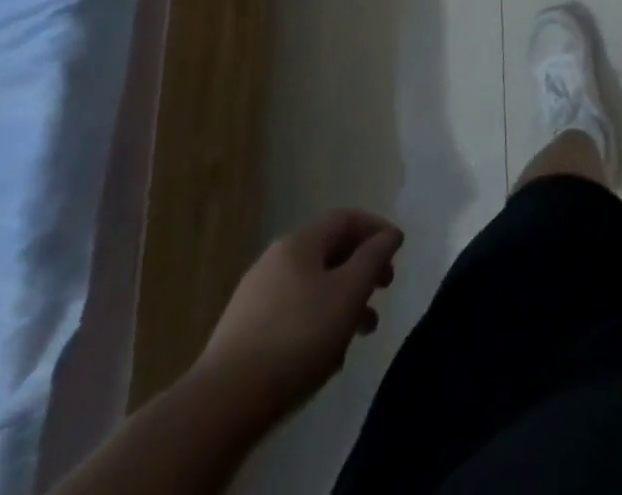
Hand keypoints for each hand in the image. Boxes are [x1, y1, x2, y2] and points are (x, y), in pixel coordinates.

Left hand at [193, 208, 403, 417]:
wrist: (223, 404)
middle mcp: (275, 260)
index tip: (398, 250)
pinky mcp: (244, 331)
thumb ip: (373, 258)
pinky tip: (327, 355)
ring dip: (342, 301)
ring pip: (312, 286)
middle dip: (361, 268)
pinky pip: (293, 313)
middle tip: (385, 288)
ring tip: (363, 331)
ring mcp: (256, 296)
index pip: (345, 218)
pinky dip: (318, 321)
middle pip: (329, 251)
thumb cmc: (297, 338)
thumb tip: (389, 234)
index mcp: (299, 243)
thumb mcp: (348, 294)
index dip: (375, 228)